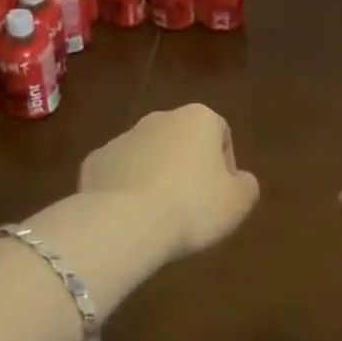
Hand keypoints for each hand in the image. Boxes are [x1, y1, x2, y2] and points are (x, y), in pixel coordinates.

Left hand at [79, 105, 259, 259]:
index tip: (221, 195)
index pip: (221, 133)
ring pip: (147, 155)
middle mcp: (159, 118)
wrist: (125, 221)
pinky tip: (130, 216)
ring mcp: (123, 137)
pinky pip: (118, 173)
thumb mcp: (237, 203)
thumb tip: (240, 180)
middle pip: (181, 140)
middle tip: (191, 205)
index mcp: (198, 119)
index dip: (225, 165)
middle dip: (187, 167)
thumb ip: (246, 186)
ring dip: (155, 176)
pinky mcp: (95, 161)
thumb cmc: (192, 206)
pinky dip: (125, 189)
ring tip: (159, 215)